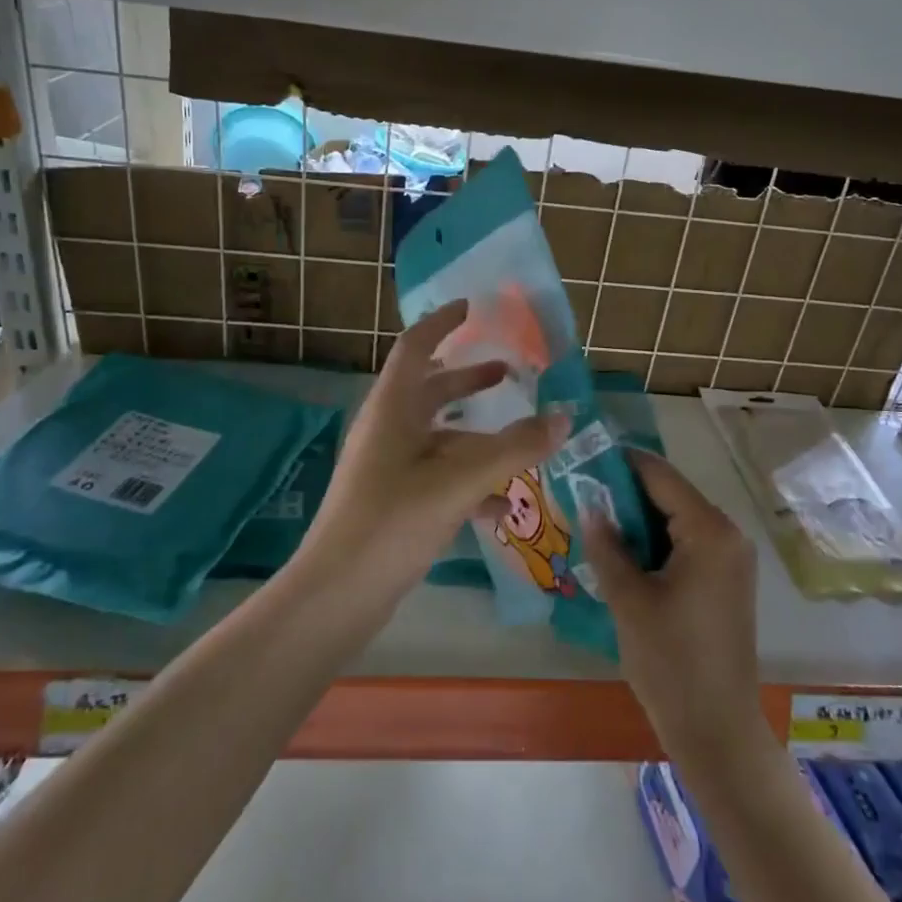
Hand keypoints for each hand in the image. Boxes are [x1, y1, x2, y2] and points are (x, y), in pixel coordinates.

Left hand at [297, 299, 568, 610]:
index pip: (415, 346)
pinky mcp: (393, 501)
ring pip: (437, 436)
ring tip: (518, 440)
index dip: (442, 322)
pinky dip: (468, 480)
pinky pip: (437, 476)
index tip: (471, 307)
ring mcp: (387, 467)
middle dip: (466, 378)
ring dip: (475, 433)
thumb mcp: (459, 481)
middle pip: (429, 389)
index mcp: (392, 408)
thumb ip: (514, 448)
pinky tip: (500, 507)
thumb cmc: (392, 521)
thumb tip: (564, 417)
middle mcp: (387, 429)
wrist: (338, 594)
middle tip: (507, 372)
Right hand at [582, 451, 771, 768]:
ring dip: (639, 520)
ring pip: (676, 520)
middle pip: (670, 495)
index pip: (659, 475)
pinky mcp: (727, 581)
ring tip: (595, 524)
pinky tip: (624, 555)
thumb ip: (607, 545)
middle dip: (625, 494)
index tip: (582, 461)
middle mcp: (728, 534)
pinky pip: (687, 544)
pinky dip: (656, 543)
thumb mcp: (629, 599)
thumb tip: (589, 505)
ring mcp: (732, 559)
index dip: (620, 464)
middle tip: (581, 497)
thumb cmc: (671, 662)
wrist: (717, 731)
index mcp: (709, 531)